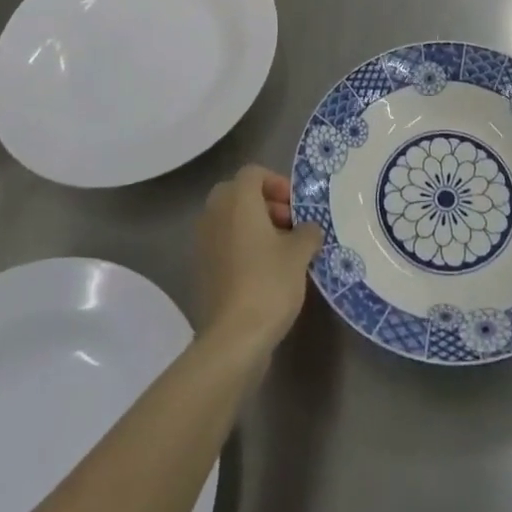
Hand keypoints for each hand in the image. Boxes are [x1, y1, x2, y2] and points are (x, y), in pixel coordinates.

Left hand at [196, 165, 324, 359]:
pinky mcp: (201, 268)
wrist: (233, 338)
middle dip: (266, 204)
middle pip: (240, 193)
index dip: (278, 183)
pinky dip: (242, 246)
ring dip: (254, 225)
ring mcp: (203, 241)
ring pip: (230, 219)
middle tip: (290, 225)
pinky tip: (264, 271)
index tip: (296, 206)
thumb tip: (309, 229)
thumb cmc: (268, 283)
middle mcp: (215, 213)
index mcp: (237, 200)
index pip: (254, 172)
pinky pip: (224, 242)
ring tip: (281, 250)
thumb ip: (307, 232)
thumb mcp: (299, 254)